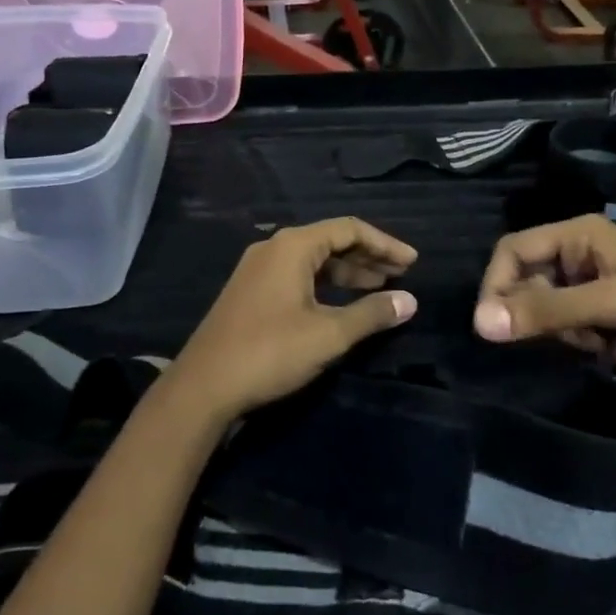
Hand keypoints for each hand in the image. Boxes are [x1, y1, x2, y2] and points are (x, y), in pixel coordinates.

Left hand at [173, 219, 417, 421]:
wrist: (203, 385)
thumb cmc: (270, 352)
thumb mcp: (328, 334)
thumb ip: (371, 314)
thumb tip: (410, 301)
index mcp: (293, 246)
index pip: (349, 229)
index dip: (384, 244)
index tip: (412, 262)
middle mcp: (274, 248)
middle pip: (330, 241)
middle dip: (368, 257)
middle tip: (400, 275)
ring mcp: (258, 269)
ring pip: (313, 261)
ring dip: (347, 272)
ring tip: (379, 288)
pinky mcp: (250, 291)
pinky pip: (297, 276)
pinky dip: (325, 285)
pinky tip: (341, 303)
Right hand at [473, 215, 615, 373]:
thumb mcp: (608, 305)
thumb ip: (545, 311)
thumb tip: (479, 322)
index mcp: (578, 234)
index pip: (512, 250)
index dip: (496, 285)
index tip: (492, 326)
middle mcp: (579, 254)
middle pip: (528, 283)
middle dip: (543, 317)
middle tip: (573, 339)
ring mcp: (592, 284)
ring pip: (547, 311)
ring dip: (566, 335)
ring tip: (602, 345)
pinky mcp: (604, 312)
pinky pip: (568, 327)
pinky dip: (583, 344)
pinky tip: (614, 351)